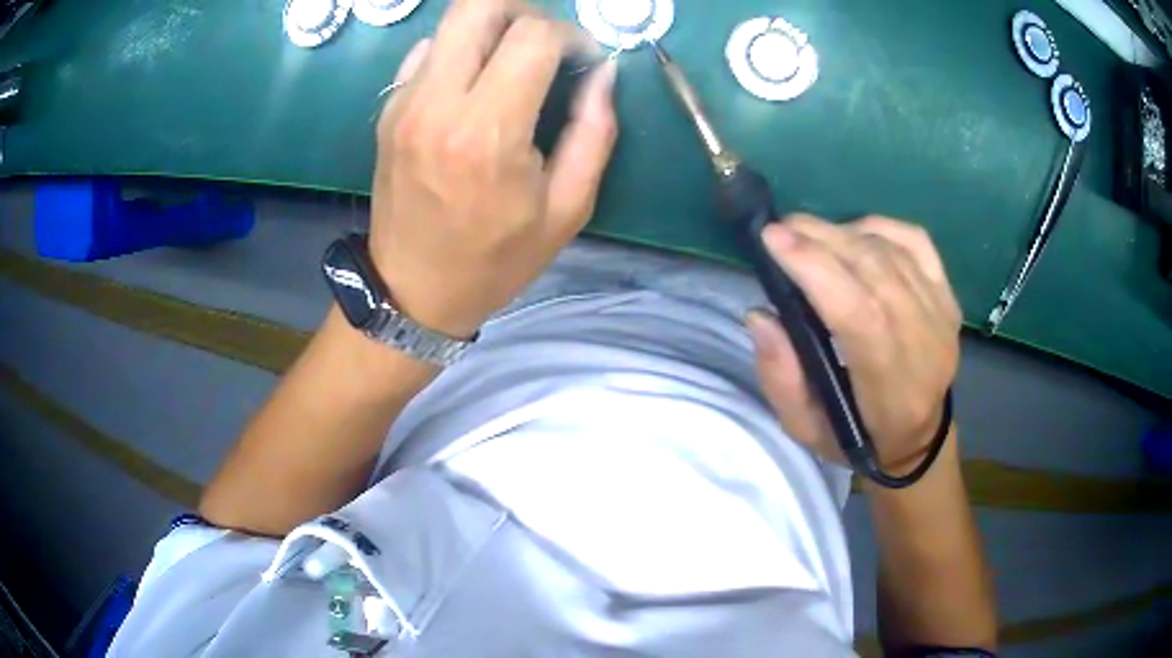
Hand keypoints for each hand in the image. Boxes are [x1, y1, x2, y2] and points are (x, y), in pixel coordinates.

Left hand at [369, 0, 618, 338]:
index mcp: (487, 132)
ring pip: (450, 22)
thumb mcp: (566, 209)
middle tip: (547, 43)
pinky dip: (460, 50)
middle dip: (525, 12)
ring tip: (516, 61)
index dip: (572, 36)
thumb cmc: (494, 259)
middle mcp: (438, 103)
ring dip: (493, 27)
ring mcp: (405, 103)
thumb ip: (594, 133)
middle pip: (478, 6)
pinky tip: (475, 84)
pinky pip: (427, 52)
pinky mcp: (388, 109)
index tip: (585, 61)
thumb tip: (604, 75)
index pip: (534, 36)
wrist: (412, 291)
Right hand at [747, 216, 961, 471]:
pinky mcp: (947, 295)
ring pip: (890, 252)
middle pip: (875, 272)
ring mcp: (941, 314)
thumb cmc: (858, 437)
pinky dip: (879, 227)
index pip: (859, 315)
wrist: (919, 436)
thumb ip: (781, 377)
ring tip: (807, 233)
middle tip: (781, 229)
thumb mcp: (806, 428)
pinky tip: (853, 234)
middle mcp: (925, 345)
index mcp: (890, 388)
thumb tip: (760, 315)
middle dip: (822, 240)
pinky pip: (915, 241)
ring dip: (842, 233)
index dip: (816, 270)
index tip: (773, 239)